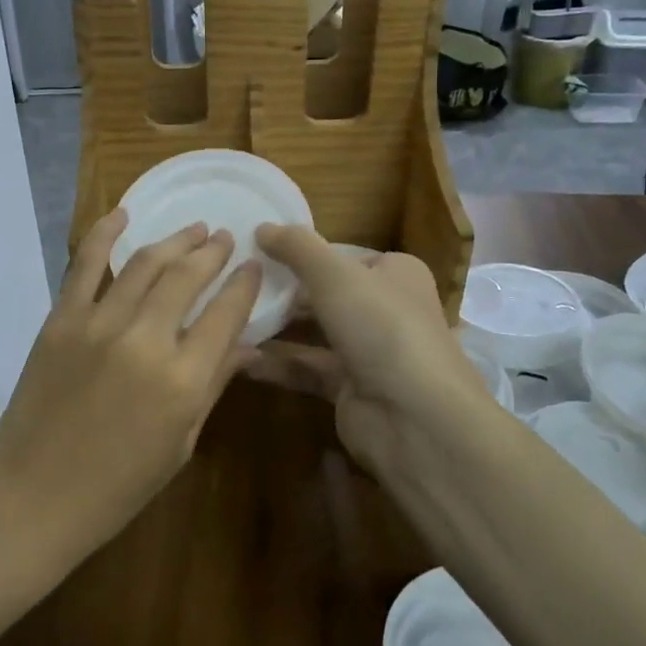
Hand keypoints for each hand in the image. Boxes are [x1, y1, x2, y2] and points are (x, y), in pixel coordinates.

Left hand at [0, 210, 261, 567]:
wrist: (33, 495)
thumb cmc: (116, 487)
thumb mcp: (180, 445)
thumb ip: (213, 386)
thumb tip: (247, 346)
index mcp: (183, 381)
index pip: (226, 315)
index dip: (244, 285)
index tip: (254, 266)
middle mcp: (145, 341)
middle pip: (188, 278)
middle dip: (213, 253)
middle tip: (225, 238)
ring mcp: (98, 325)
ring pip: (145, 264)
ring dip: (174, 241)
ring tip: (194, 228)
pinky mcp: (61, 319)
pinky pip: (85, 265)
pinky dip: (104, 234)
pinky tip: (123, 214)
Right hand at [243, 227, 498, 485]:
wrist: (415, 418)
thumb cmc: (381, 327)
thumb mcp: (334, 274)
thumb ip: (296, 247)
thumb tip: (261, 226)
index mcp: (395, 273)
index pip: (342, 256)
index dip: (303, 253)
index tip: (258, 252)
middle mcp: (386, 309)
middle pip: (326, 293)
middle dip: (283, 292)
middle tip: (236, 284)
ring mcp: (370, 352)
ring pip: (315, 332)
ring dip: (276, 327)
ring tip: (230, 316)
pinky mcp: (351, 389)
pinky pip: (308, 368)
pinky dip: (278, 363)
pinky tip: (241, 357)